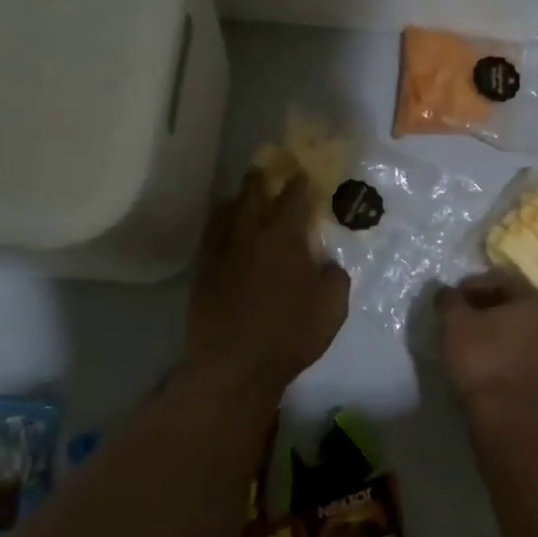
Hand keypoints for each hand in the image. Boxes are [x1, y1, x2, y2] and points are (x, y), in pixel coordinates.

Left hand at [186, 170, 348, 394]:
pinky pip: (211, 239)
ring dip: (235, 200)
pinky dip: (220, 229)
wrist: (234, 366)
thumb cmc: (290, 334)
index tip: (304, 172)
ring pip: (223, 213)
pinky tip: (226, 235)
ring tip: (241, 198)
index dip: (300, 182)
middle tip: (265, 170)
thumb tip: (328, 264)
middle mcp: (248, 236)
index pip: (293, 198)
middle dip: (260, 179)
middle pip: (250, 195)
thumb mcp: (332, 307)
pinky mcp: (202, 275)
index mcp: (282, 238)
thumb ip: (335, 278)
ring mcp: (220, 254)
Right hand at [436, 271, 537, 407]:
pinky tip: (476, 361)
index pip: (500, 282)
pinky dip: (495, 351)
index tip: (450, 298)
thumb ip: (449, 300)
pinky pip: (513, 353)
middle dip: (479, 308)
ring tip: (461, 340)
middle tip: (454, 317)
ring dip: (488, 331)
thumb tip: (446, 292)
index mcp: (533, 301)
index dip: (471, 286)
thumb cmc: (484, 358)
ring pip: (511, 331)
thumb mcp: (456, 322)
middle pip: (508, 306)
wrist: (509, 416)